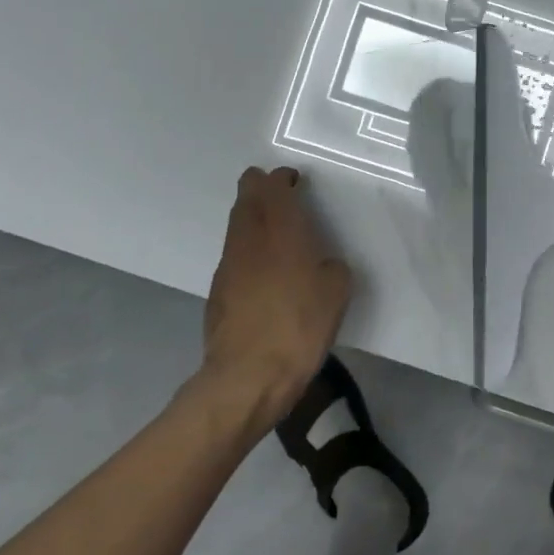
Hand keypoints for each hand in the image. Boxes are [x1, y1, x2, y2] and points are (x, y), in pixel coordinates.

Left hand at [201, 167, 352, 425]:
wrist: (248, 375)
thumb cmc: (299, 326)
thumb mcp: (336, 292)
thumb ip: (331, 266)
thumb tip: (321, 263)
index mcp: (281, 229)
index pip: (271, 185)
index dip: (281, 178)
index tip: (296, 183)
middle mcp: (249, 237)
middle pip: (246, 196)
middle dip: (261, 189)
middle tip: (282, 197)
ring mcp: (228, 263)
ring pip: (237, 223)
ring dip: (253, 218)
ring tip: (276, 233)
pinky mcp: (217, 289)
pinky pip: (234, 253)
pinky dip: (247, 249)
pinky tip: (263, 271)